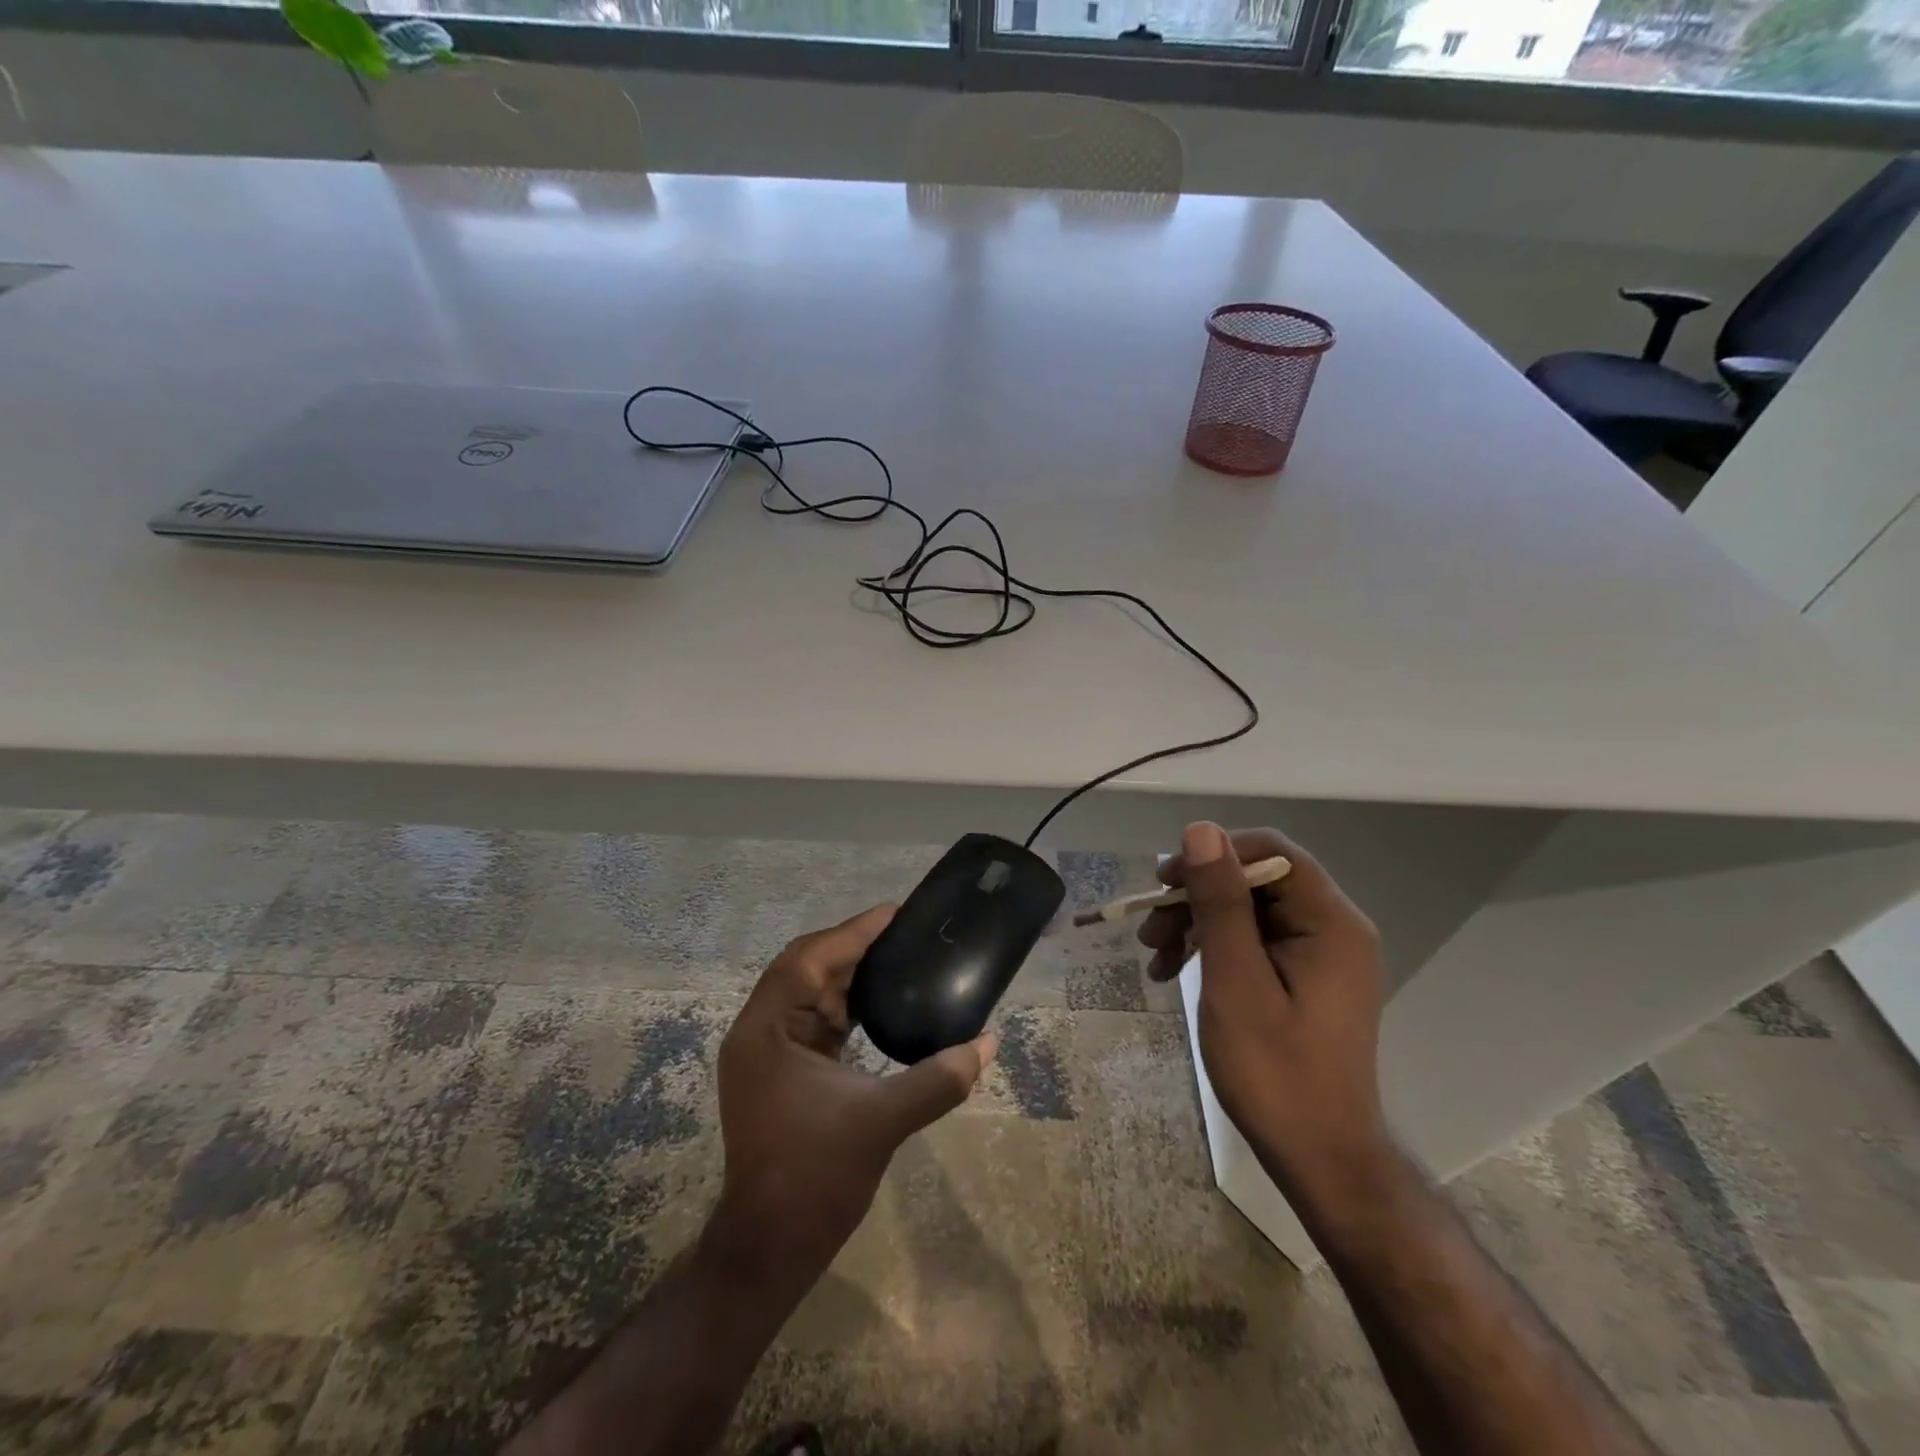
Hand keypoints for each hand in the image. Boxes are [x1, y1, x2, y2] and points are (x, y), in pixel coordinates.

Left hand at [709, 905, 995, 1285]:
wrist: (770, 1249)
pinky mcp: (783, 1073)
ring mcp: (768, 1054)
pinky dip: (847, 1005)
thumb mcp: (882, 1122)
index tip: (895, 912)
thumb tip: (989, 1042)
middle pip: (806, 968)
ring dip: (851, 974)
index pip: (808, 959)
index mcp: (767, 1030)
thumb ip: (938, 1078)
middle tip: (904, 932)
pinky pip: (815, 1020)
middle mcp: (761, 1031)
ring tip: (900, 956)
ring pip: (810, 993)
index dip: (853, 932)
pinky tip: (881, 1002)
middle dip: (853, 947)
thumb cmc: (814, 1178)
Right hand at [1140, 823, 1389, 1202]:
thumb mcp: (1236, 981)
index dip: (1214, 855)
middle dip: (1196, 897)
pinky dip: (1211, 947)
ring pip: (1247, 909)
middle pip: (1255, 879)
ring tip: (1153, 956)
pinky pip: (1252, 940)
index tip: (1165, 883)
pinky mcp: (1303, 975)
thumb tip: (1201, 830)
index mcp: (1330, 922)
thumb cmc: (1276, 1072)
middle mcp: (1332, 927)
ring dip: (1195, 923)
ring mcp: (1319, 953)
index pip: (1271, 851)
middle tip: (1148, 927)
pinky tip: (1172, 971)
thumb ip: (1220, 903)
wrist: (1320, 1157)